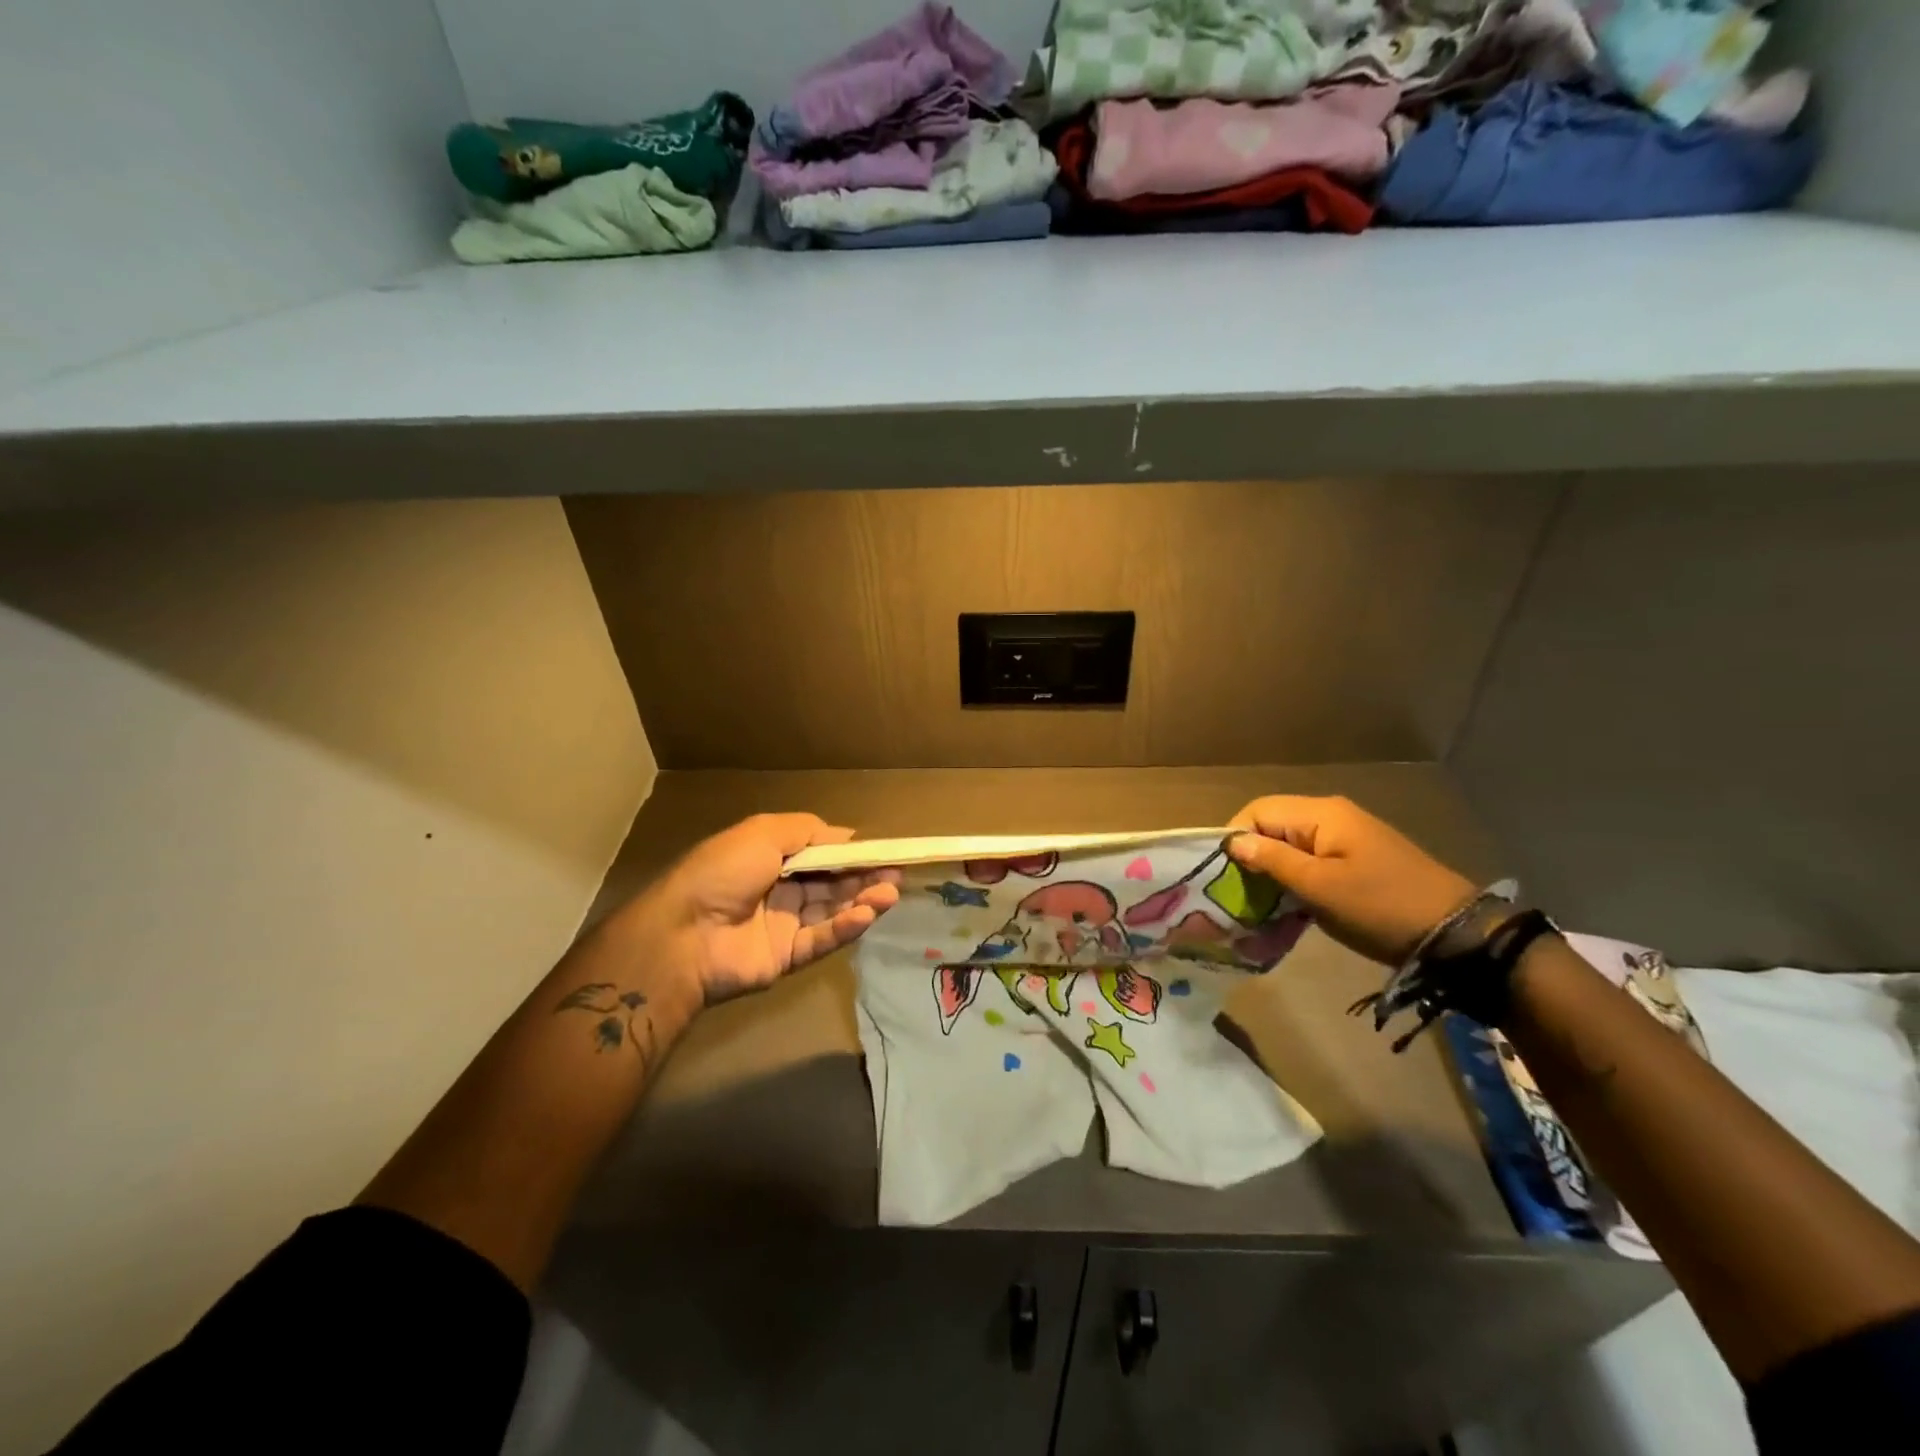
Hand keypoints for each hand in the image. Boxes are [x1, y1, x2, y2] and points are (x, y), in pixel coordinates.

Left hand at [617, 813, 900, 1004]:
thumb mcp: (762, 832)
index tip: (882, 851)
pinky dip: (845, 927)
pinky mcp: (787, 957)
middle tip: (896, 874)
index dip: (850, 852)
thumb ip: (808, 830)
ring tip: (891, 893)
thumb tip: (847, 834)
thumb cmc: (723, 872)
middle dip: (864, 876)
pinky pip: (822, 939)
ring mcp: (784, 924)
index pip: (821, 853)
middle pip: (831, 882)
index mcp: (771, 857)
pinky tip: (867, 915)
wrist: (683, 934)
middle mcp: (780, 889)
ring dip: (862, 900)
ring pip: (832, 910)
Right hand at [1227, 796, 1475, 965]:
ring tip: (1261, 903)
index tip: (1225, 875)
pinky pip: (1311, 859)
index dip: (1235, 837)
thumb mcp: (1319, 887)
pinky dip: (1296, 878)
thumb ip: (1272, 860)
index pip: (1258, 811)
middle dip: (1252, 855)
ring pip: (1291, 844)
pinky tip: (1291, 904)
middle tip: (1240, 893)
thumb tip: (1232, 841)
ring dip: (1273, 870)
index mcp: (1321, 814)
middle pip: (1273, 825)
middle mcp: (1331, 816)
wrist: (1456, 935)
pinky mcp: (1357, 859)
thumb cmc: (1379, 907)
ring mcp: (1347, 837)